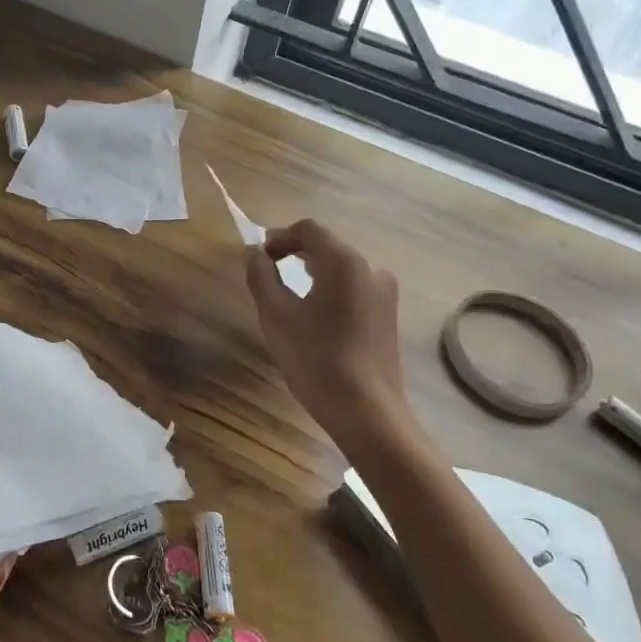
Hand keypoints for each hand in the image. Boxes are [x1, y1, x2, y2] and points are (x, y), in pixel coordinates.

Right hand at [243, 219, 410, 453]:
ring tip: (287, 293)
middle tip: (267, 273)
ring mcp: (384, 293)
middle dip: (294, 253)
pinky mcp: (387, 315)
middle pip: (327, 246)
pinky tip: (313, 315)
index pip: (308, 229)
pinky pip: (353, 287)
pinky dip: (329, 288)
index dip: (279, 237)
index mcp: (345, 262)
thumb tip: (253, 252)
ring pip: (341, 268)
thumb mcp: (276, 316)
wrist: (367, 412)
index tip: (258, 257)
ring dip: (311, 271)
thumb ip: (261, 277)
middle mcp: (370, 269)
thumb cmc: (316, 360)